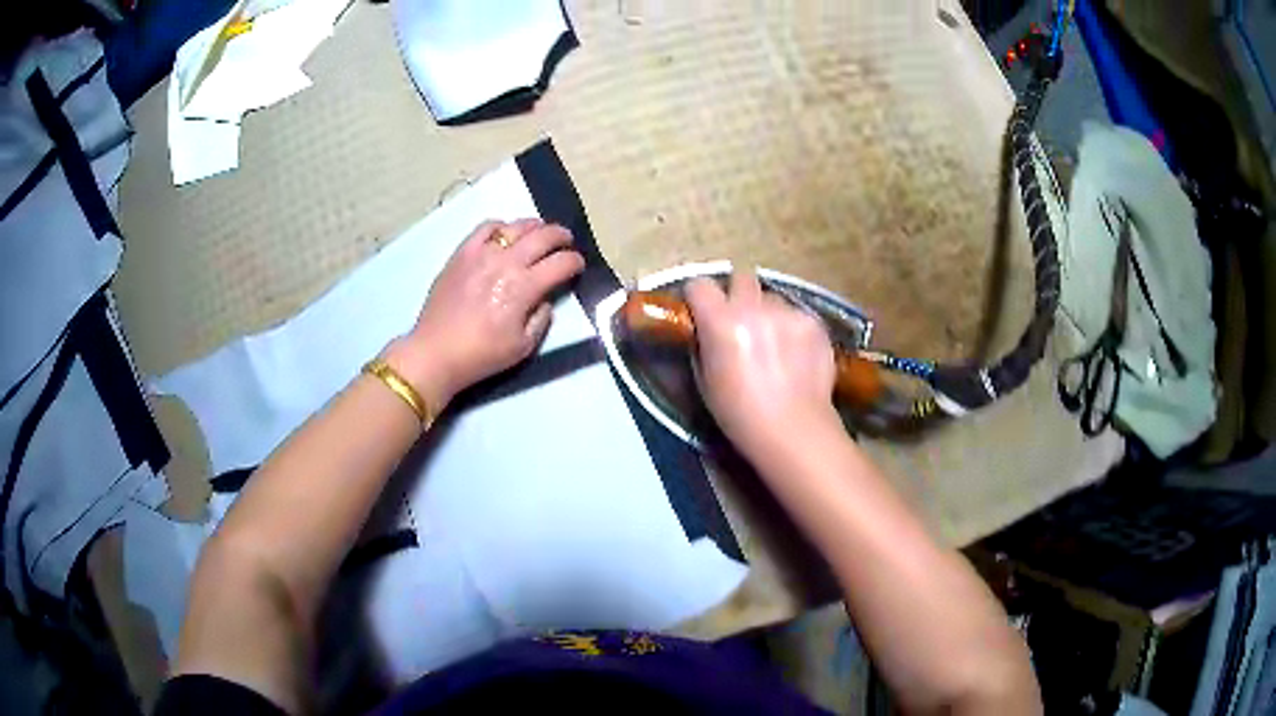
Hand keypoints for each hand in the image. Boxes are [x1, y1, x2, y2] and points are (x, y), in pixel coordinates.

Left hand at [385, 219, 583, 409]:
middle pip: (544, 236)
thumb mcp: (523, 347)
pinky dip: (502, 226)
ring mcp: (482, 253)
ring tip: (540, 232)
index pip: (561, 263)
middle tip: (567, 242)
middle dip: (562, 237)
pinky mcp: (462, 252)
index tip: (578, 265)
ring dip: (536, 227)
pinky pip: (486, 227)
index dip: (576, 262)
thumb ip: (542, 319)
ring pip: (517, 226)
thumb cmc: (481, 355)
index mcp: (524, 287)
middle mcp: (507, 262)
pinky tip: (505, 234)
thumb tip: (545, 299)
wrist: (436, 352)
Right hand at [686, 271, 838, 451]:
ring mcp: (788, 313)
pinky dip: (793, 328)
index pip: (699, 284)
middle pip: (741, 277)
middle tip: (740, 318)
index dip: (698, 297)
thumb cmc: (740, 415)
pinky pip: (797, 314)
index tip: (701, 310)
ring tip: (775, 343)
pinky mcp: (814, 322)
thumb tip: (706, 329)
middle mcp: (754, 308)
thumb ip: (704, 344)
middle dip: (737, 293)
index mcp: (721, 322)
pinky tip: (797, 355)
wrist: (794, 430)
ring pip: (772, 298)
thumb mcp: (705, 381)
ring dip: (768, 312)